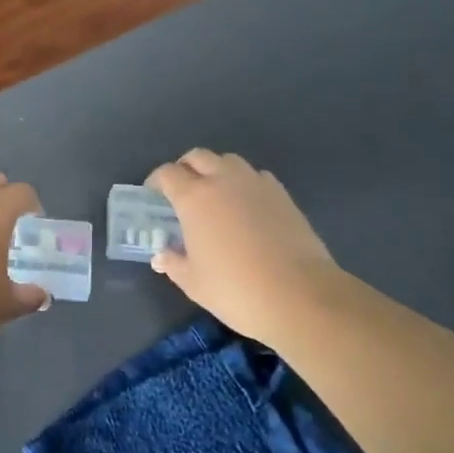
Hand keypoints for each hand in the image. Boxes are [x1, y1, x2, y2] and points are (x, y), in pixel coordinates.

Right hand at [147, 149, 340, 341]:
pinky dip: (244, 184)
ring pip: (229, 161)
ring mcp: (256, 184)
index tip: (153, 197)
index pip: (167, 174)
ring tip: (215, 197)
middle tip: (181, 192)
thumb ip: (173, 263)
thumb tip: (162, 255)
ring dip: (216, 171)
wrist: (300, 296)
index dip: (156, 182)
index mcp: (194, 197)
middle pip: (198, 157)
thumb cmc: (235, 289)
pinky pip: (256, 177)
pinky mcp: (282, 195)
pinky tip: (246, 208)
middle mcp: (223, 180)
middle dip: (185, 168)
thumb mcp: (193, 282)